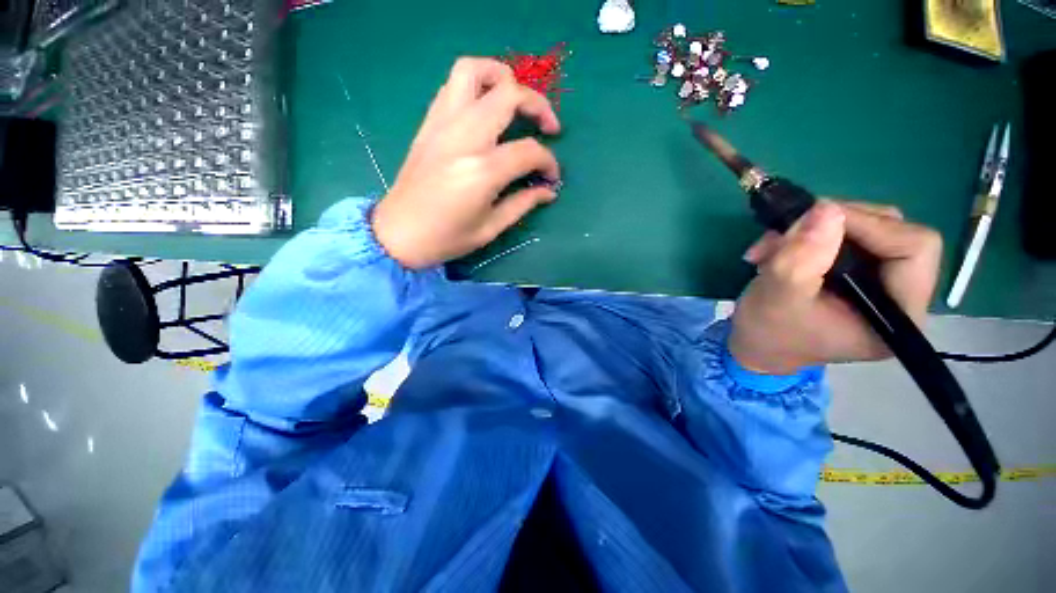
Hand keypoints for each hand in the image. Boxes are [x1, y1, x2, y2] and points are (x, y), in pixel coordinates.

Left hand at [371, 58, 561, 268]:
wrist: (397, 234)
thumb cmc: (445, 238)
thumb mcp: (490, 228)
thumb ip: (522, 204)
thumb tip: (548, 191)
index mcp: (482, 171)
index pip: (528, 151)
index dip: (548, 162)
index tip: (552, 177)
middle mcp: (463, 138)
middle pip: (509, 95)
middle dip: (538, 105)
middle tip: (548, 127)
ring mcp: (441, 125)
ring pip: (474, 71)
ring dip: (503, 77)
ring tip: (516, 99)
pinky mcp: (428, 124)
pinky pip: (453, 86)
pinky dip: (477, 86)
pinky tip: (486, 108)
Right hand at [729, 200, 942, 374]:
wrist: (757, 346)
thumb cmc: (769, 332)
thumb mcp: (778, 295)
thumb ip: (802, 257)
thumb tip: (826, 207)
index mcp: (898, 315)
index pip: (914, 248)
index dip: (870, 225)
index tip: (815, 221)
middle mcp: (899, 295)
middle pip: (891, 232)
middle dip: (833, 226)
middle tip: (786, 234)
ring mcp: (879, 282)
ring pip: (865, 229)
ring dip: (812, 230)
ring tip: (770, 248)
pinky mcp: (858, 274)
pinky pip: (844, 236)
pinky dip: (806, 236)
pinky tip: (776, 250)